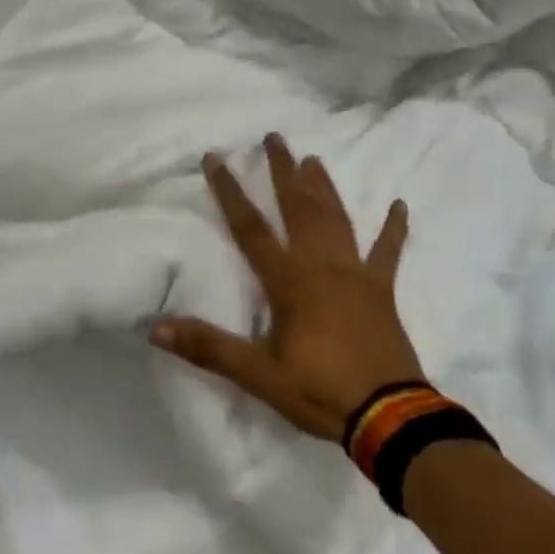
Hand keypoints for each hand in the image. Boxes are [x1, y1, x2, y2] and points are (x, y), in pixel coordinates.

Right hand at [151, 133, 422, 441]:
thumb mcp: (258, 374)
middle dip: (283, 172)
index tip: (216, 157)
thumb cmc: (320, 391)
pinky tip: (399, 205)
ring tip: (314, 158)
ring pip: (336, 220)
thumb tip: (154, 327)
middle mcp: (321, 265)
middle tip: (275, 137)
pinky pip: (388, 252)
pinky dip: (394, 228)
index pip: (250, 228)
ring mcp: (356, 274)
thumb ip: (208, 347)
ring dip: (324, 188)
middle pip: (298, 208)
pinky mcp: (382, 290)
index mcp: (288, 281)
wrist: (389, 416)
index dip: (230, 191)